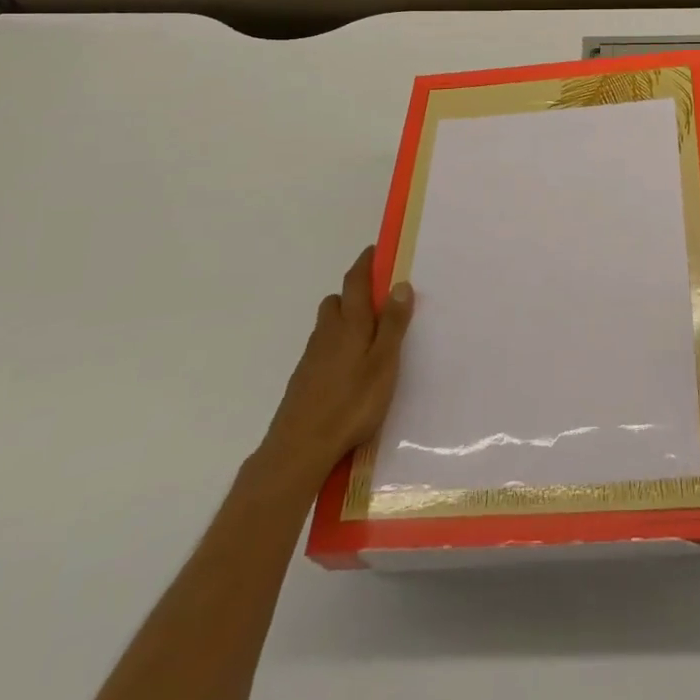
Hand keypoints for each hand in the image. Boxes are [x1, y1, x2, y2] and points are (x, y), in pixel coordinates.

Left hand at [260, 246, 414, 487]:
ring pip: (328, 325)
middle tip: (379, 301)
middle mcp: (327, 333)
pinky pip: (322, 349)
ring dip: (345, 320)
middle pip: (337, 301)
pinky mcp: (304, 379)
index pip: (355, 281)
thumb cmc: (351, 403)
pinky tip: (349, 369)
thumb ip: (393, 324)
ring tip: (368, 337)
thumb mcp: (384, 363)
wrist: (299, 448)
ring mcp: (312, 357)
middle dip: (354, 293)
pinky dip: (337, 345)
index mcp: (350, 324)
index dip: (365, 263)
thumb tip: (400, 283)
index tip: (375, 251)